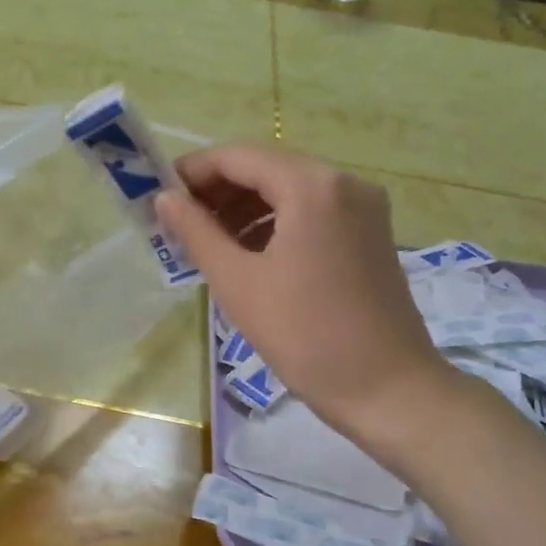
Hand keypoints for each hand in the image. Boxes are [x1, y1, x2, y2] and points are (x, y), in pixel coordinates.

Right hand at [154, 144, 458, 456]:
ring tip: (206, 243)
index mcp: (311, 186)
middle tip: (177, 223)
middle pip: (267, 170)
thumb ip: (196, 232)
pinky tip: (248, 254)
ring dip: (245, 209)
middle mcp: (344, 183)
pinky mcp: (370, 235)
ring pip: (290, 193)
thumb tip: (164, 199)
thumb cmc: (303, 334)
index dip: (193, 172)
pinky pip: (312, 214)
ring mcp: (364, 209)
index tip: (159, 195)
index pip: (239, 157)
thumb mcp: (237, 282)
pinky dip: (275, 224)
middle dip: (218, 192)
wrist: (386, 388)